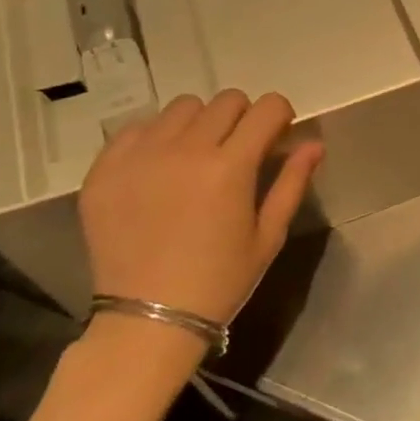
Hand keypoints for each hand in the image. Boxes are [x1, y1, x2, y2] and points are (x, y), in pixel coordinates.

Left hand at [78, 90, 322, 330]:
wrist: (147, 320)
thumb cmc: (220, 281)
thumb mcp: (268, 236)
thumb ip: (292, 182)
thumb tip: (314, 143)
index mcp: (231, 166)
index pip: (266, 107)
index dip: (279, 116)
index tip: (276, 136)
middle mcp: (185, 150)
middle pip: (226, 100)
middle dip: (242, 117)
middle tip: (238, 150)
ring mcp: (140, 156)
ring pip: (182, 107)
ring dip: (199, 123)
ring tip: (196, 155)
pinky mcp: (105, 169)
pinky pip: (137, 128)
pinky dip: (156, 137)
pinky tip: (159, 168)